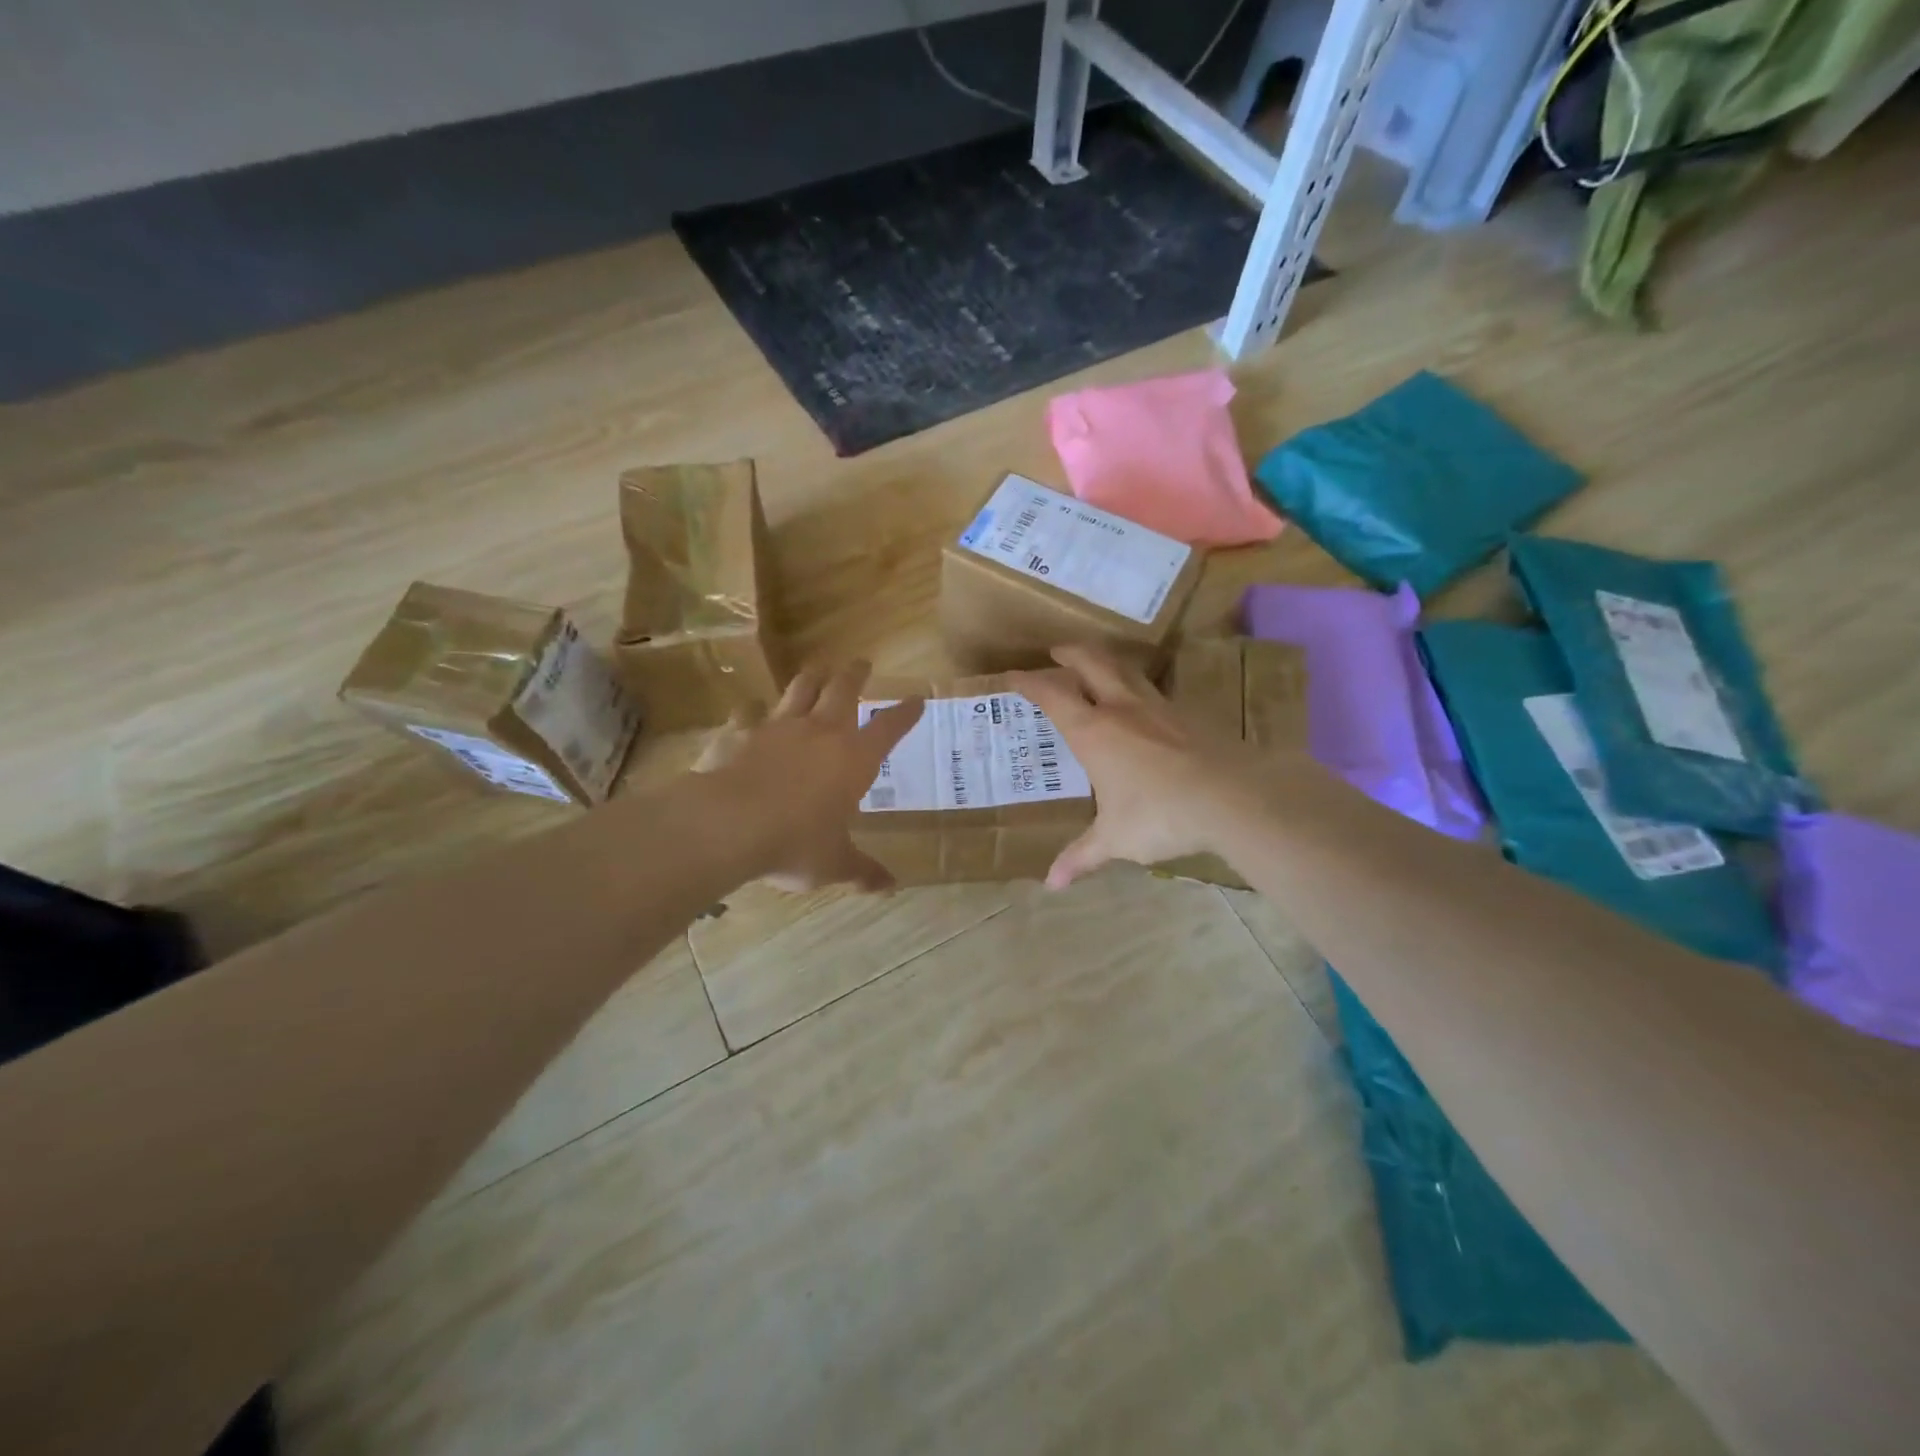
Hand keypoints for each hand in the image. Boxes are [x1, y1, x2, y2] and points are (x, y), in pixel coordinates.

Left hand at [694, 660, 922, 893]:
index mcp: (854, 758)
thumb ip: (862, 871)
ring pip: (800, 689)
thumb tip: (891, 888)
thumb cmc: (795, 843)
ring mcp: (778, 727)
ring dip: (812, 677)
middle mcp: (821, 732)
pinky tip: (748, 711)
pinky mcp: (740, 732)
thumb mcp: (834, 863)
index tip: (918, 699)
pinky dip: (751, 711)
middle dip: (855, 674)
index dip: (906, 713)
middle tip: (862, 663)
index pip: (889, 727)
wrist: (729, 824)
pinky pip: (747, 713)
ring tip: (817, 669)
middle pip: (843, 689)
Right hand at [1011, 645, 1256, 889]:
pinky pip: (1155, 693)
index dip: (1029, 682)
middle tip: (1057, 651)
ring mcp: (1160, 708)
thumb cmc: (1161, 815)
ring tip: (1097, 669)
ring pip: (1126, 672)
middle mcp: (1122, 710)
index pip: (1053, 695)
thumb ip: (1082, 856)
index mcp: (1094, 732)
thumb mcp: (1116, 839)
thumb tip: (1052, 884)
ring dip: (1106, 663)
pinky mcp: (1189, 716)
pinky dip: (1137, 690)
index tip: (1013, 676)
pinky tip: (1142, 708)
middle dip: (1070, 653)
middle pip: (1092, 663)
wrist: (1233, 797)